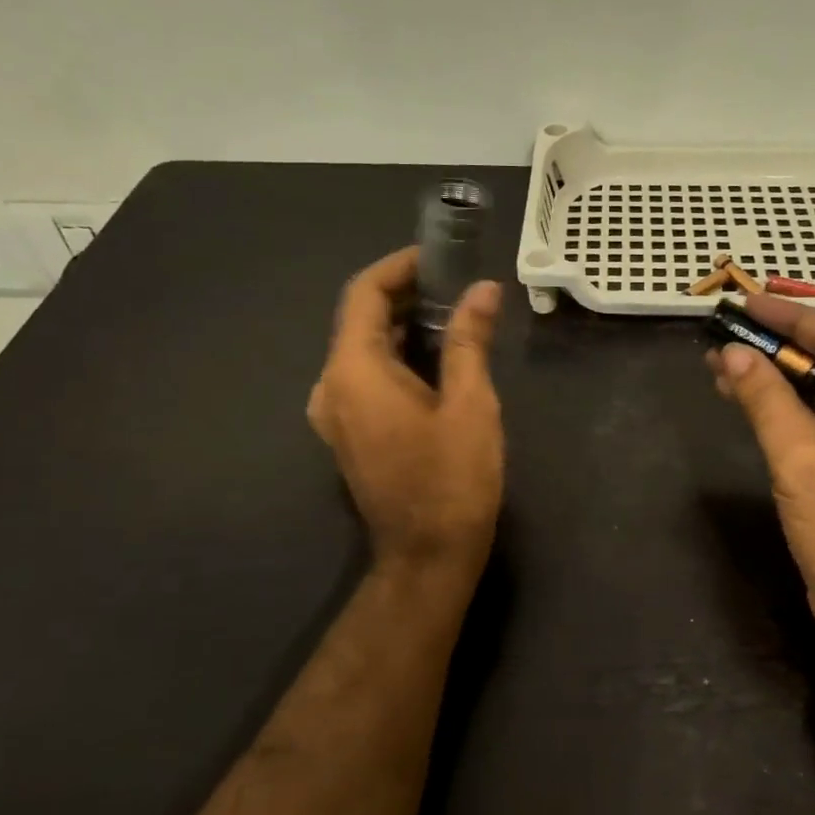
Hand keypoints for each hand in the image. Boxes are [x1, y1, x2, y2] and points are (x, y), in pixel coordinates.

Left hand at [308, 247, 504, 574]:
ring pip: (362, 350)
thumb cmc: (452, 481)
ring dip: (401, 327)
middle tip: (455, 283)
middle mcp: (331, 387)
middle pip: (360, 320)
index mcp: (354, 372)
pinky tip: (435, 358)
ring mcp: (335, 413)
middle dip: (404, 295)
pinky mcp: (347, 433)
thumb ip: (469, 341)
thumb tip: (482, 289)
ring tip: (452, 314)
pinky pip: (365, 377)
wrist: (427, 557)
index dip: (399, 267)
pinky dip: (395, 357)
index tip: (438, 256)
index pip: (363, 294)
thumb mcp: (470, 405)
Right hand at [707, 296, 814, 645]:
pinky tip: (743, 393)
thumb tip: (731, 354)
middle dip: (779, 350)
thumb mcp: (802, 460)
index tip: (745, 302)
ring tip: (722, 361)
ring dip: (776, 379)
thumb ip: (767, 400)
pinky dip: (784, 408)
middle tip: (727, 331)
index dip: (792, 319)